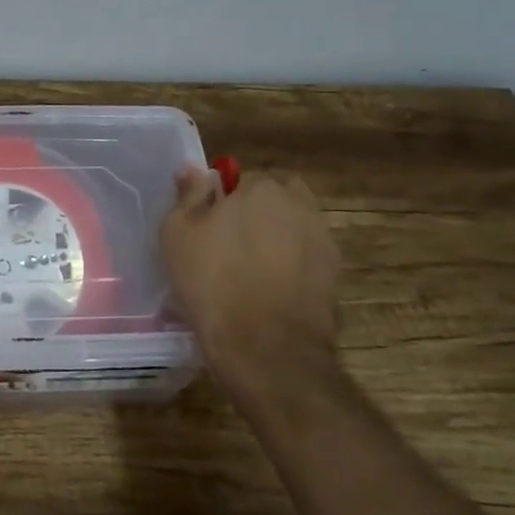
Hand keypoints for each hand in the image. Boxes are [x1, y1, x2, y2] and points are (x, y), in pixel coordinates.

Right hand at [162, 168, 341, 401]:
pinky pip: (307, 258)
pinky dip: (294, 266)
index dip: (225, 200)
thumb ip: (188, 195)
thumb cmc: (212, 280)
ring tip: (252, 269)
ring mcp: (323, 240)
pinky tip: (272, 290)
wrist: (265, 346)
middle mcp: (300, 205)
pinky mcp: (335, 275)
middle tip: (232, 242)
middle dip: (259, 212)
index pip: (243, 178)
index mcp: (262, 188)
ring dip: (278, 237)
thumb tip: (192, 168)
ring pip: (295, 227)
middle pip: (277, 198)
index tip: (210, 225)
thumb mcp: (179, 233)